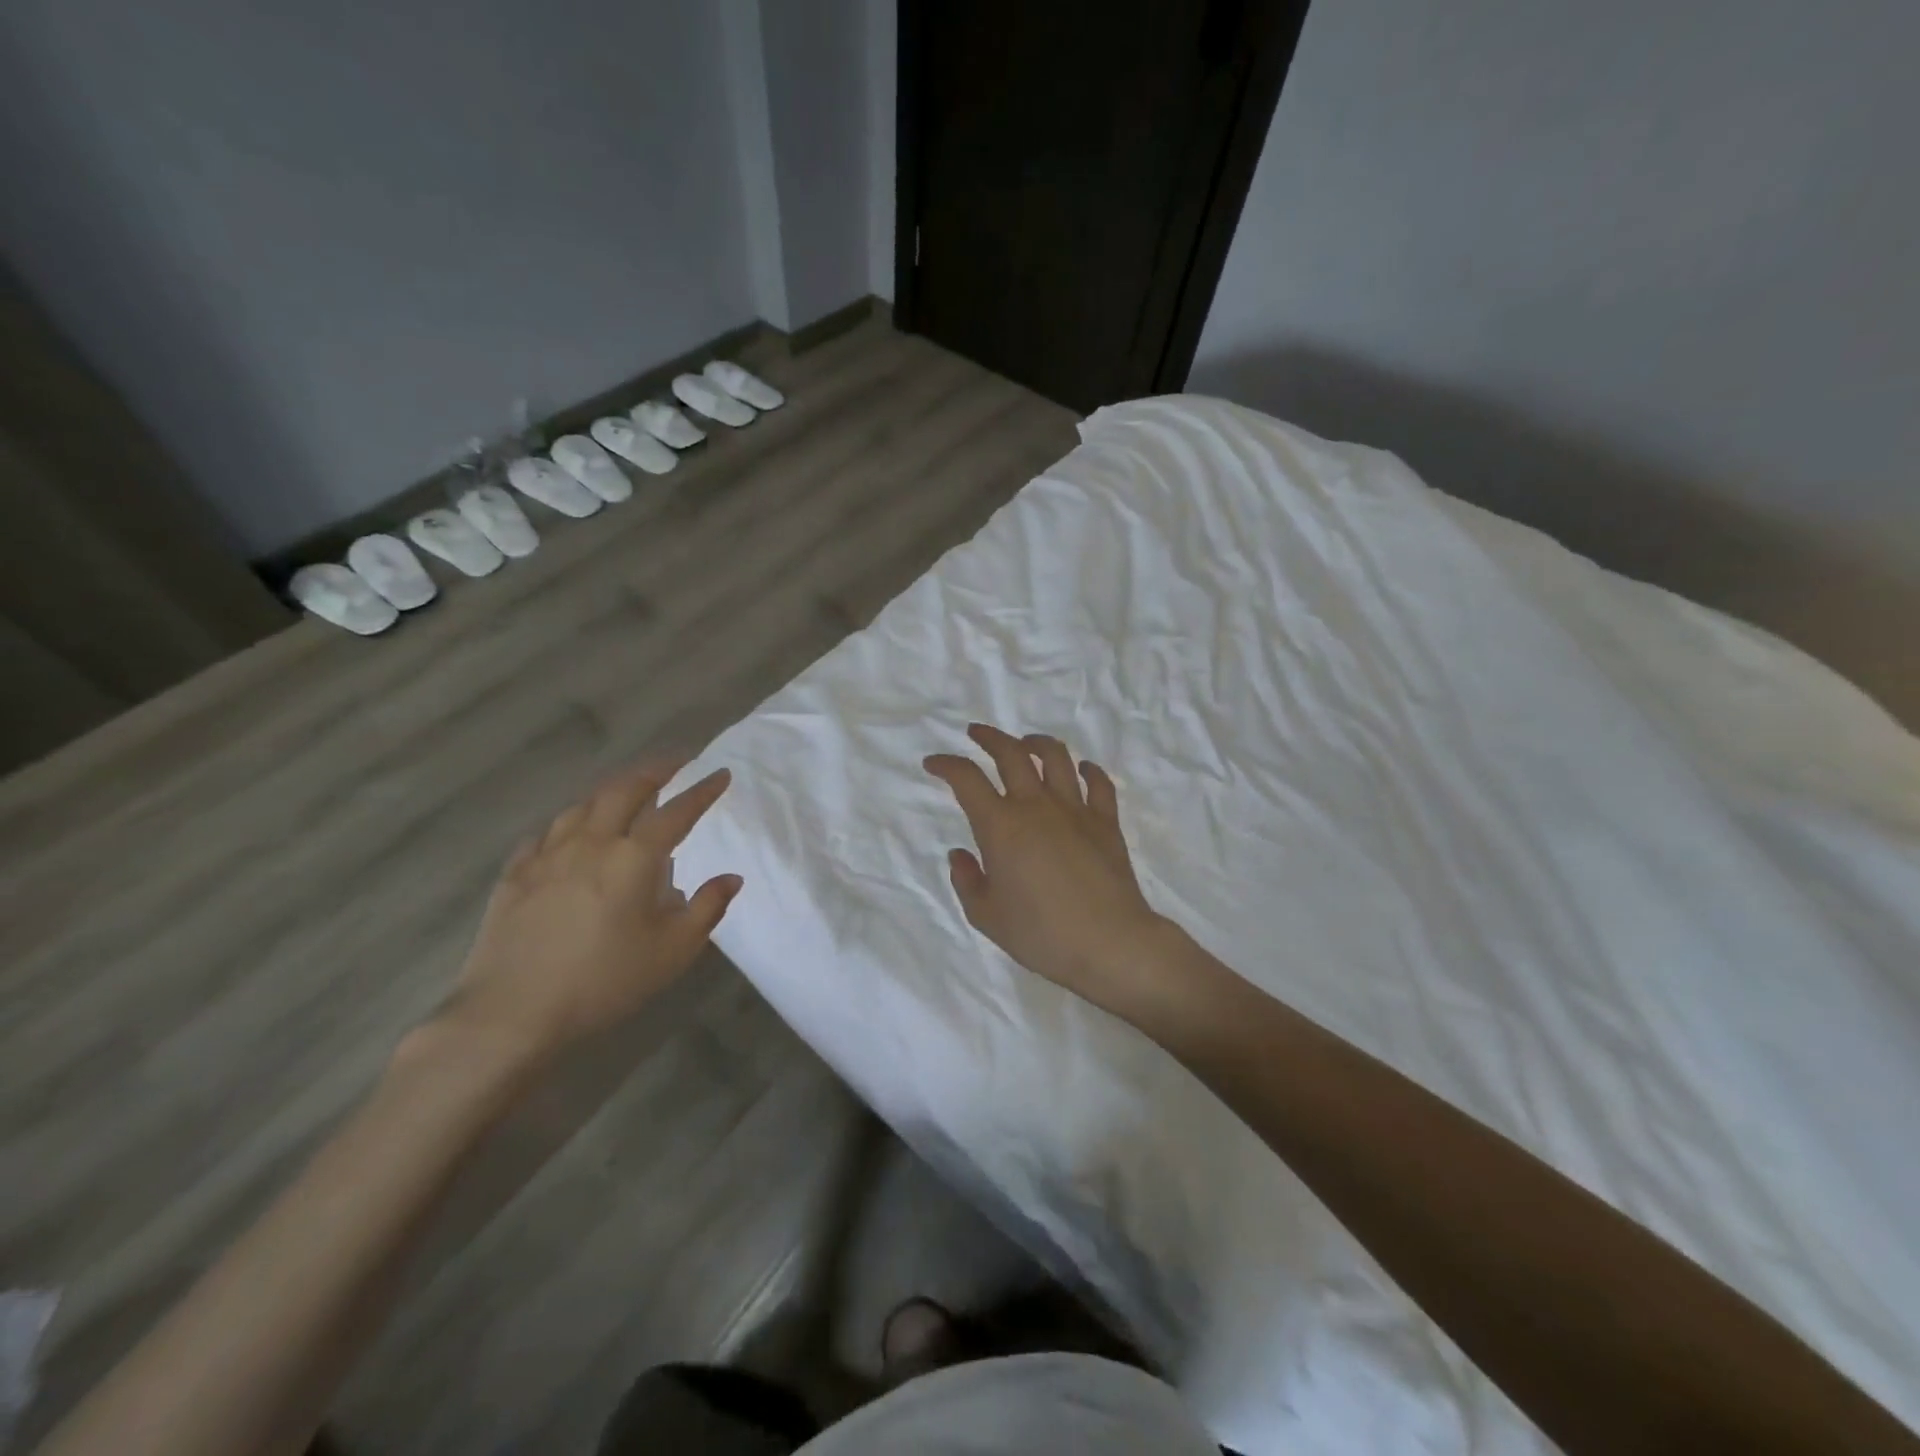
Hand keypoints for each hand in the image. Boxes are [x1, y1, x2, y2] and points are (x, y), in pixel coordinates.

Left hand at [447, 763, 741, 1059]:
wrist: (511, 1014)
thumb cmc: (604, 982)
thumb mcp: (672, 952)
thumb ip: (706, 908)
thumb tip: (731, 878)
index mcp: (634, 858)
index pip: (677, 811)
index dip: (702, 790)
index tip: (721, 774)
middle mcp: (591, 843)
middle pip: (624, 789)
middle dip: (655, 770)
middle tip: (675, 763)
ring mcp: (547, 856)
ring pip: (583, 804)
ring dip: (612, 790)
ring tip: (627, 791)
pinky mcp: (515, 875)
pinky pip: (546, 832)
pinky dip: (569, 822)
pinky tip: (570, 832)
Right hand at [925, 724, 1174, 1022]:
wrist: (1109, 943)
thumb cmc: (1042, 934)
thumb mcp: (987, 917)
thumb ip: (967, 881)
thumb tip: (960, 854)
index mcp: (1001, 826)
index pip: (966, 779)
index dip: (946, 765)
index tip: (934, 763)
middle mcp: (1036, 806)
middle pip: (1011, 754)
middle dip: (989, 738)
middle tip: (976, 734)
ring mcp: (1075, 809)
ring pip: (1056, 757)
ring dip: (1036, 743)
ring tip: (1026, 743)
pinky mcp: (1106, 821)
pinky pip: (1099, 783)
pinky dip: (1088, 771)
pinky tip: (1081, 770)